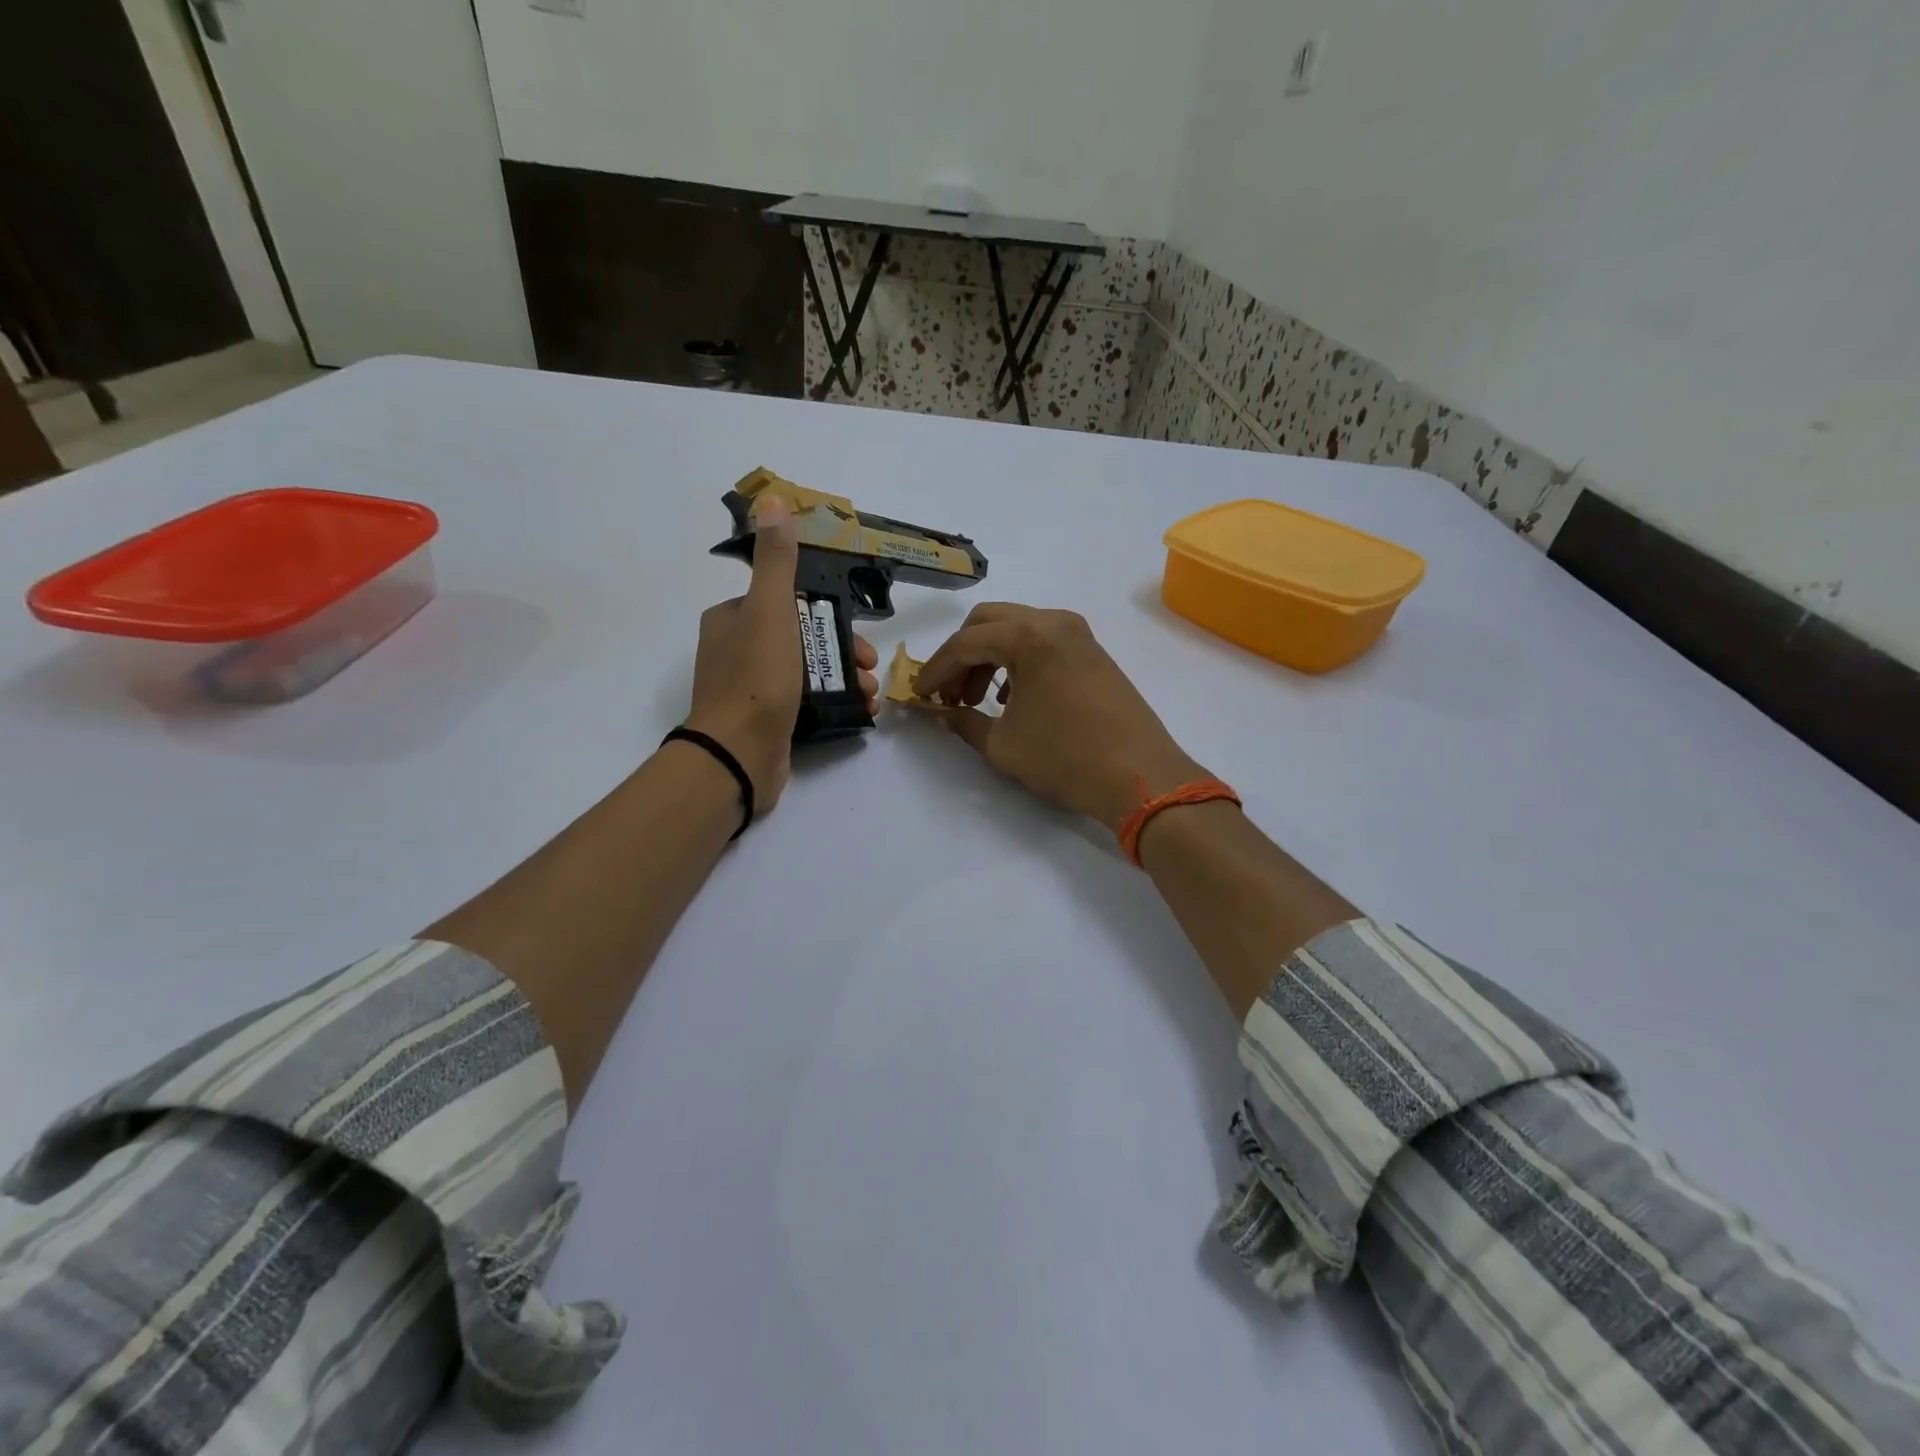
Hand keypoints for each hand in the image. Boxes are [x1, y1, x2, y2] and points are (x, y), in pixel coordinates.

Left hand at [685, 496, 878, 815]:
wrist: (738, 756)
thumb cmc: (756, 678)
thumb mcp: (771, 611)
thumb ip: (776, 562)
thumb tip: (772, 501)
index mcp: (732, 619)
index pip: (787, 603)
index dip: (828, 615)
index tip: (857, 633)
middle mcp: (737, 650)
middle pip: (803, 638)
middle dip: (845, 651)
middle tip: (872, 667)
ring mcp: (752, 689)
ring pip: (809, 671)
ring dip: (848, 678)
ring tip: (872, 693)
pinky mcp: (766, 722)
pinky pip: (806, 702)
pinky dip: (836, 702)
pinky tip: (862, 711)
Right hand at [915, 603, 1202, 832]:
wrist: (1139, 776)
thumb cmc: (1066, 758)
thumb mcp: (1003, 745)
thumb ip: (964, 723)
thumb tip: (942, 713)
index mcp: (1029, 636)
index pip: (966, 643)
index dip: (936, 669)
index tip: (920, 694)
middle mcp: (1054, 622)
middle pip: (989, 622)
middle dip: (961, 655)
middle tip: (949, 693)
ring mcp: (1079, 635)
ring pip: (1017, 629)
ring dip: (989, 657)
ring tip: (978, 700)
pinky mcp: (1093, 652)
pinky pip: (1042, 642)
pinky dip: (1018, 660)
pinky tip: (1013, 698)